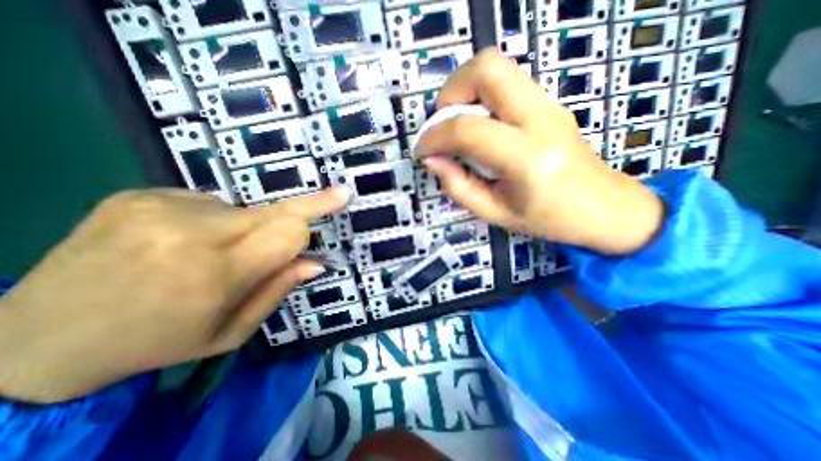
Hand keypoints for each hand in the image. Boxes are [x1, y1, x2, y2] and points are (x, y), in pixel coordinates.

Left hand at [0, 187, 348, 402]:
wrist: (34, 339)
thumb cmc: (157, 343)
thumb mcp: (230, 332)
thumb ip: (278, 291)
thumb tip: (315, 262)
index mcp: (215, 275)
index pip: (289, 231)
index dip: (318, 213)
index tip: (342, 196)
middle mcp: (191, 233)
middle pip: (275, 210)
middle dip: (304, 209)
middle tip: (334, 195)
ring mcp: (161, 208)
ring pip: (244, 209)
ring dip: (246, 228)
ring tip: (211, 253)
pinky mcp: (141, 194)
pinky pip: (209, 203)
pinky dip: (214, 221)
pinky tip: (181, 242)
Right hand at [420, 49, 661, 254]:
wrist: (605, 207)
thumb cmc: (548, 219)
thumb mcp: (495, 213)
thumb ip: (458, 187)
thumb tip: (432, 160)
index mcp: (527, 158)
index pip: (468, 129)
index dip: (434, 136)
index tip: (422, 150)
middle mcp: (540, 119)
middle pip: (487, 69)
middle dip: (450, 92)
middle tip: (442, 124)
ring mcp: (549, 104)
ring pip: (496, 66)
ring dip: (464, 90)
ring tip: (457, 125)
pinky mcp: (549, 102)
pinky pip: (505, 82)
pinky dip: (480, 95)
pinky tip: (478, 125)